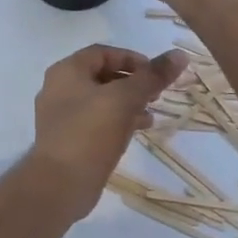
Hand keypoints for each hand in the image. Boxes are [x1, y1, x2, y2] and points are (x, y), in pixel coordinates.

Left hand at [29, 44, 186, 214]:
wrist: (60, 184)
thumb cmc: (90, 132)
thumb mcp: (125, 99)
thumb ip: (152, 76)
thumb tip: (179, 55)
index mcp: (66, 71)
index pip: (102, 53)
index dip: (131, 58)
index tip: (155, 72)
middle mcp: (59, 89)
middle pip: (101, 76)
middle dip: (132, 83)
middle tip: (156, 93)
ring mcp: (60, 116)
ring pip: (100, 100)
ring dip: (127, 103)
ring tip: (151, 114)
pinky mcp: (67, 139)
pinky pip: (95, 121)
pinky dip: (116, 121)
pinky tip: (136, 131)